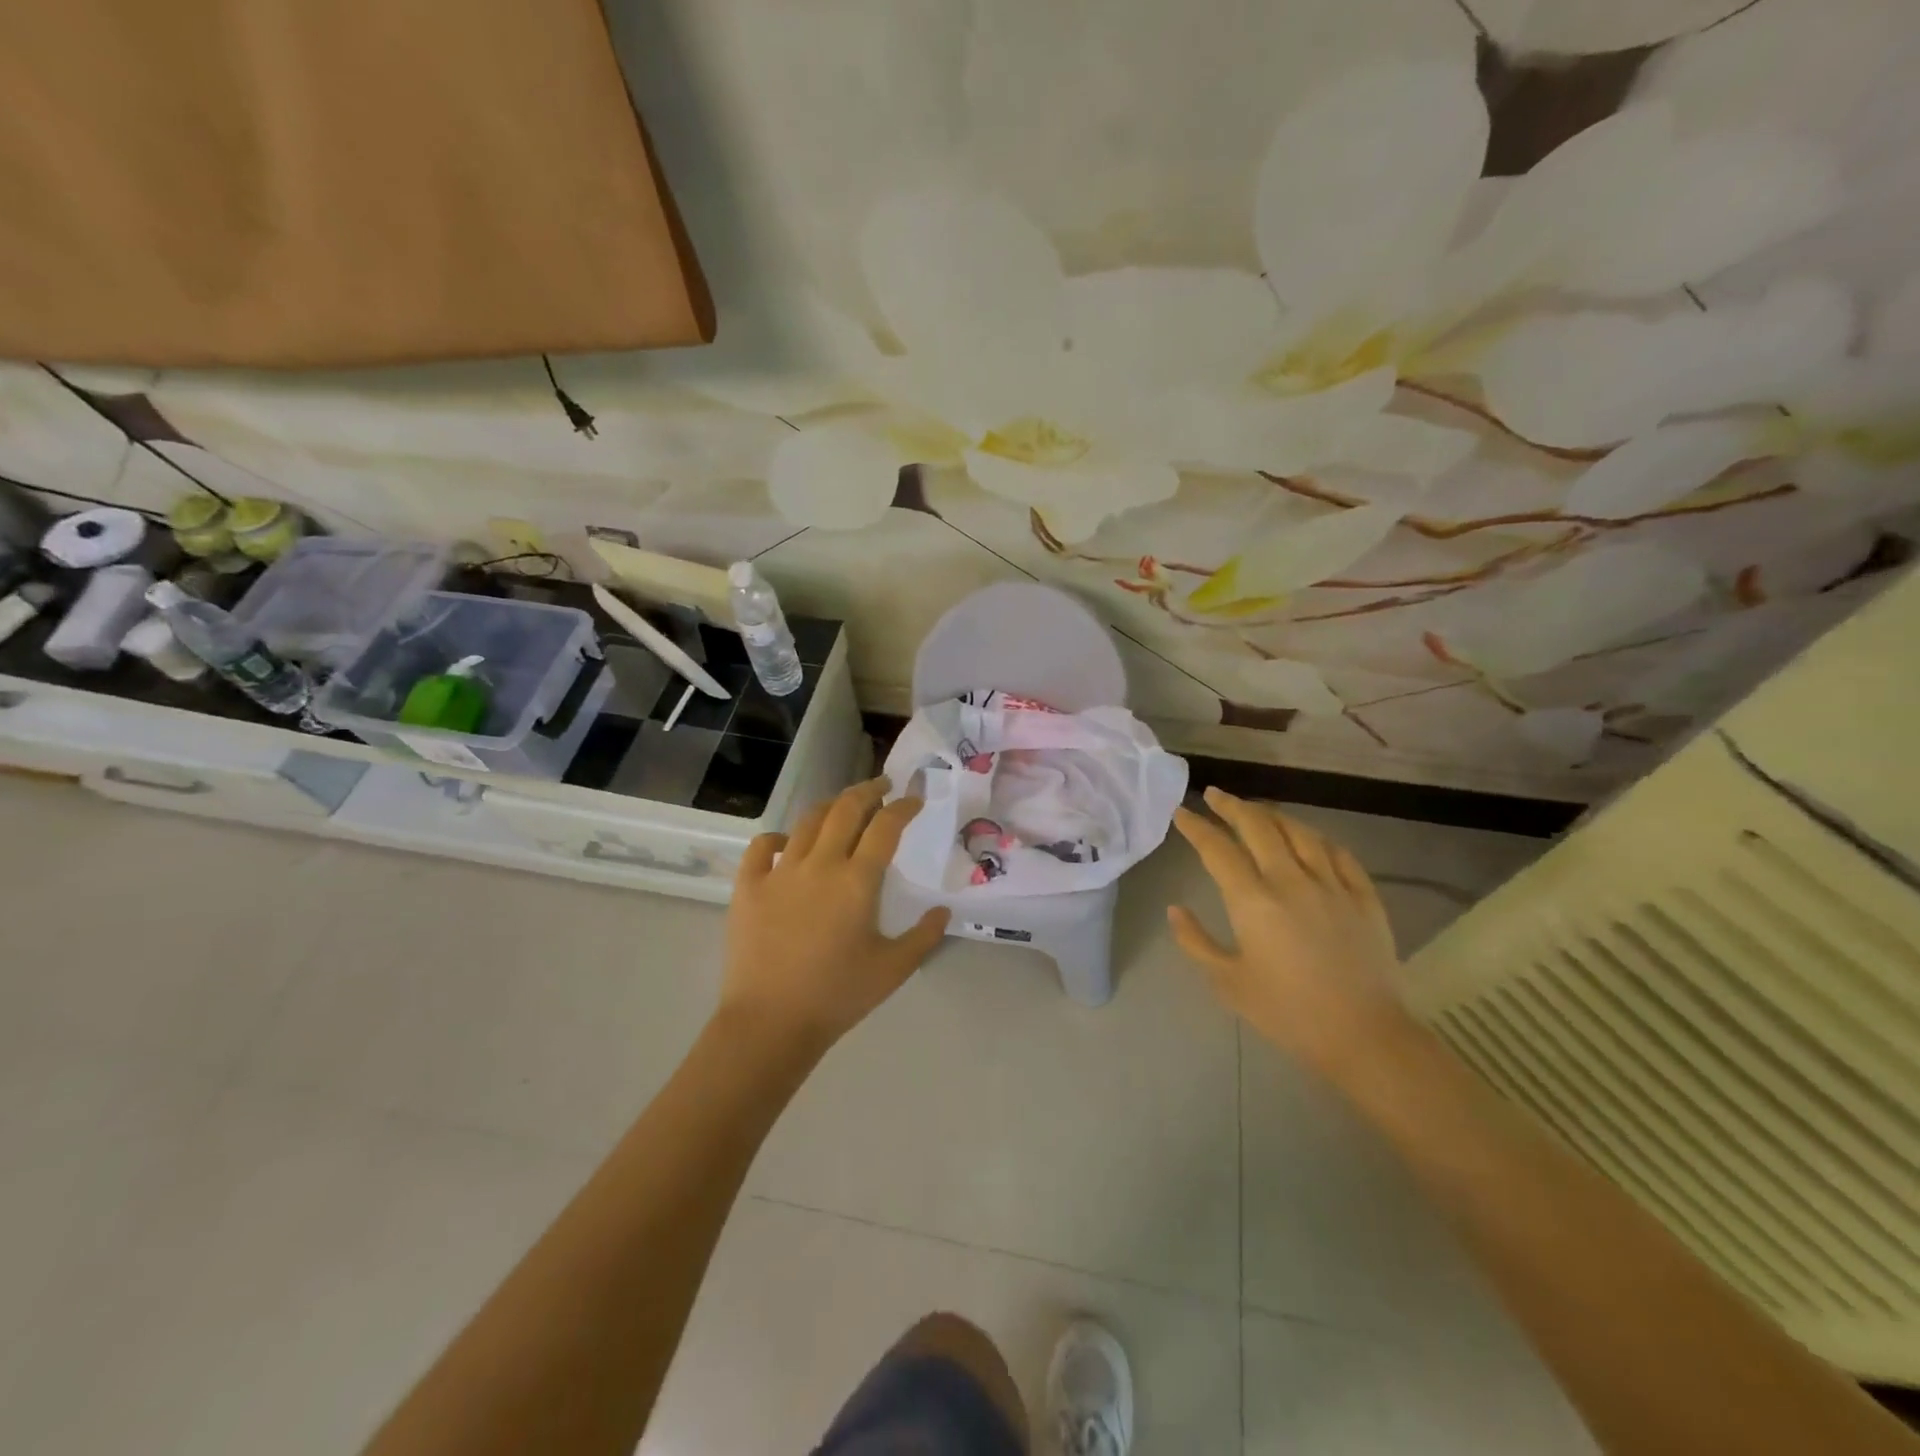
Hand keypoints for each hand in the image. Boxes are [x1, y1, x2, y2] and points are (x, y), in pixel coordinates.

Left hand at [720, 778, 950, 1048]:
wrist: (770, 1023)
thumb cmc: (837, 996)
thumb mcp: (893, 969)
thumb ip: (924, 936)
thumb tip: (943, 911)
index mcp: (857, 881)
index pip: (886, 826)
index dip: (903, 806)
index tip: (914, 800)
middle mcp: (820, 864)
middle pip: (846, 808)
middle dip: (868, 790)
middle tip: (881, 787)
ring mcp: (780, 872)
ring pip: (807, 821)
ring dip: (830, 806)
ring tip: (843, 808)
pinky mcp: (748, 887)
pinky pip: (762, 847)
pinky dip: (779, 838)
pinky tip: (788, 845)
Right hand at [1169, 787, 1414, 1077]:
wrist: (1364, 1037)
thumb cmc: (1288, 1013)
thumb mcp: (1228, 983)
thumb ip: (1196, 942)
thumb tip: (1176, 909)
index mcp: (1253, 901)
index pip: (1217, 849)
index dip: (1196, 827)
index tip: (1181, 813)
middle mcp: (1291, 880)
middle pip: (1258, 827)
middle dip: (1232, 806)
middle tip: (1215, 795)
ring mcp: (1332, 885)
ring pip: (1300, 832)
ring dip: (1273, 815)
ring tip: (1256, 810)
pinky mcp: (1364, 897)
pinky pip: (1339, 853)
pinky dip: (1317, 838)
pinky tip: (1309, 838)